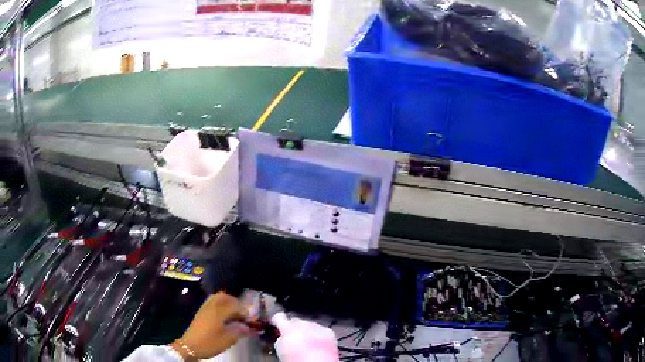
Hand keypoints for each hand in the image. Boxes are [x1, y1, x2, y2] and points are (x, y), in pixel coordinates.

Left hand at [170, 292, 248, 360]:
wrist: (190, 346)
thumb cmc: (209, 343)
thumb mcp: (227, 340)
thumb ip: (239, 331)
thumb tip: (248, 328)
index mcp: (219, 312)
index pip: (235, 306)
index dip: (244, 311)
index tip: (249, 320)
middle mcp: (211, 307)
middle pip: (223, 296)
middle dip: (234, 302)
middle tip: (241, 312)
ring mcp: (204, 309)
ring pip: (216, 298)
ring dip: (226, 302)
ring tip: (232, 313)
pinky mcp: (200, 313)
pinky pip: (211, 303)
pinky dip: (219, 305)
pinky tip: (222, 317)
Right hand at [272, 312, 339, 361]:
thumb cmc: (297, 360)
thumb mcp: (280, 349)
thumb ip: (280, 339)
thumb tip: (283, 336)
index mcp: (288, 328)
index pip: (279, 317)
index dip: (277, 320)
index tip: (276, 322)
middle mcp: (303, 324)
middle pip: (295, 321)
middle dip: (294, 328)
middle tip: (293, 338)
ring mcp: (316, 327)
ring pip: (309, 325)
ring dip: (307, 331)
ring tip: (307, 344)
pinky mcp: (328, 332)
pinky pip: (321, 330)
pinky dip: (319, 335)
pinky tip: (317, 345)